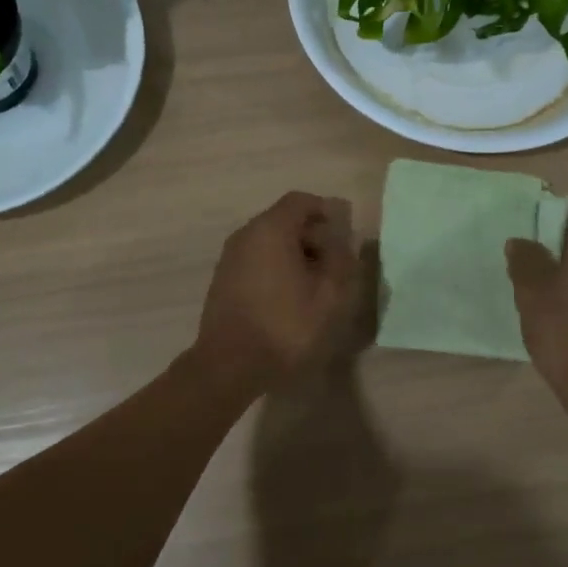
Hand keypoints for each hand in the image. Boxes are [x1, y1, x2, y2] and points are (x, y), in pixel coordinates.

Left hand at [194, 192, 360, 386]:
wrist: (228, 366)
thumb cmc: (284, 327)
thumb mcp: (329, 296)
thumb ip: (341, 261)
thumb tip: (341, 242)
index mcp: (271, 229)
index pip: (301, 201)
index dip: (326, 211)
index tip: (344, 234)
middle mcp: (246, 235)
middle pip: (284, 220)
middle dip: (313, 235)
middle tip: (335, 263)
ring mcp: (230, 258)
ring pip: (269, 241)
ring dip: (295, 254)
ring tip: (315, 284)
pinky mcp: (223, 280)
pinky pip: (256, 260)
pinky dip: (276, 268)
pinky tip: (290, 297)